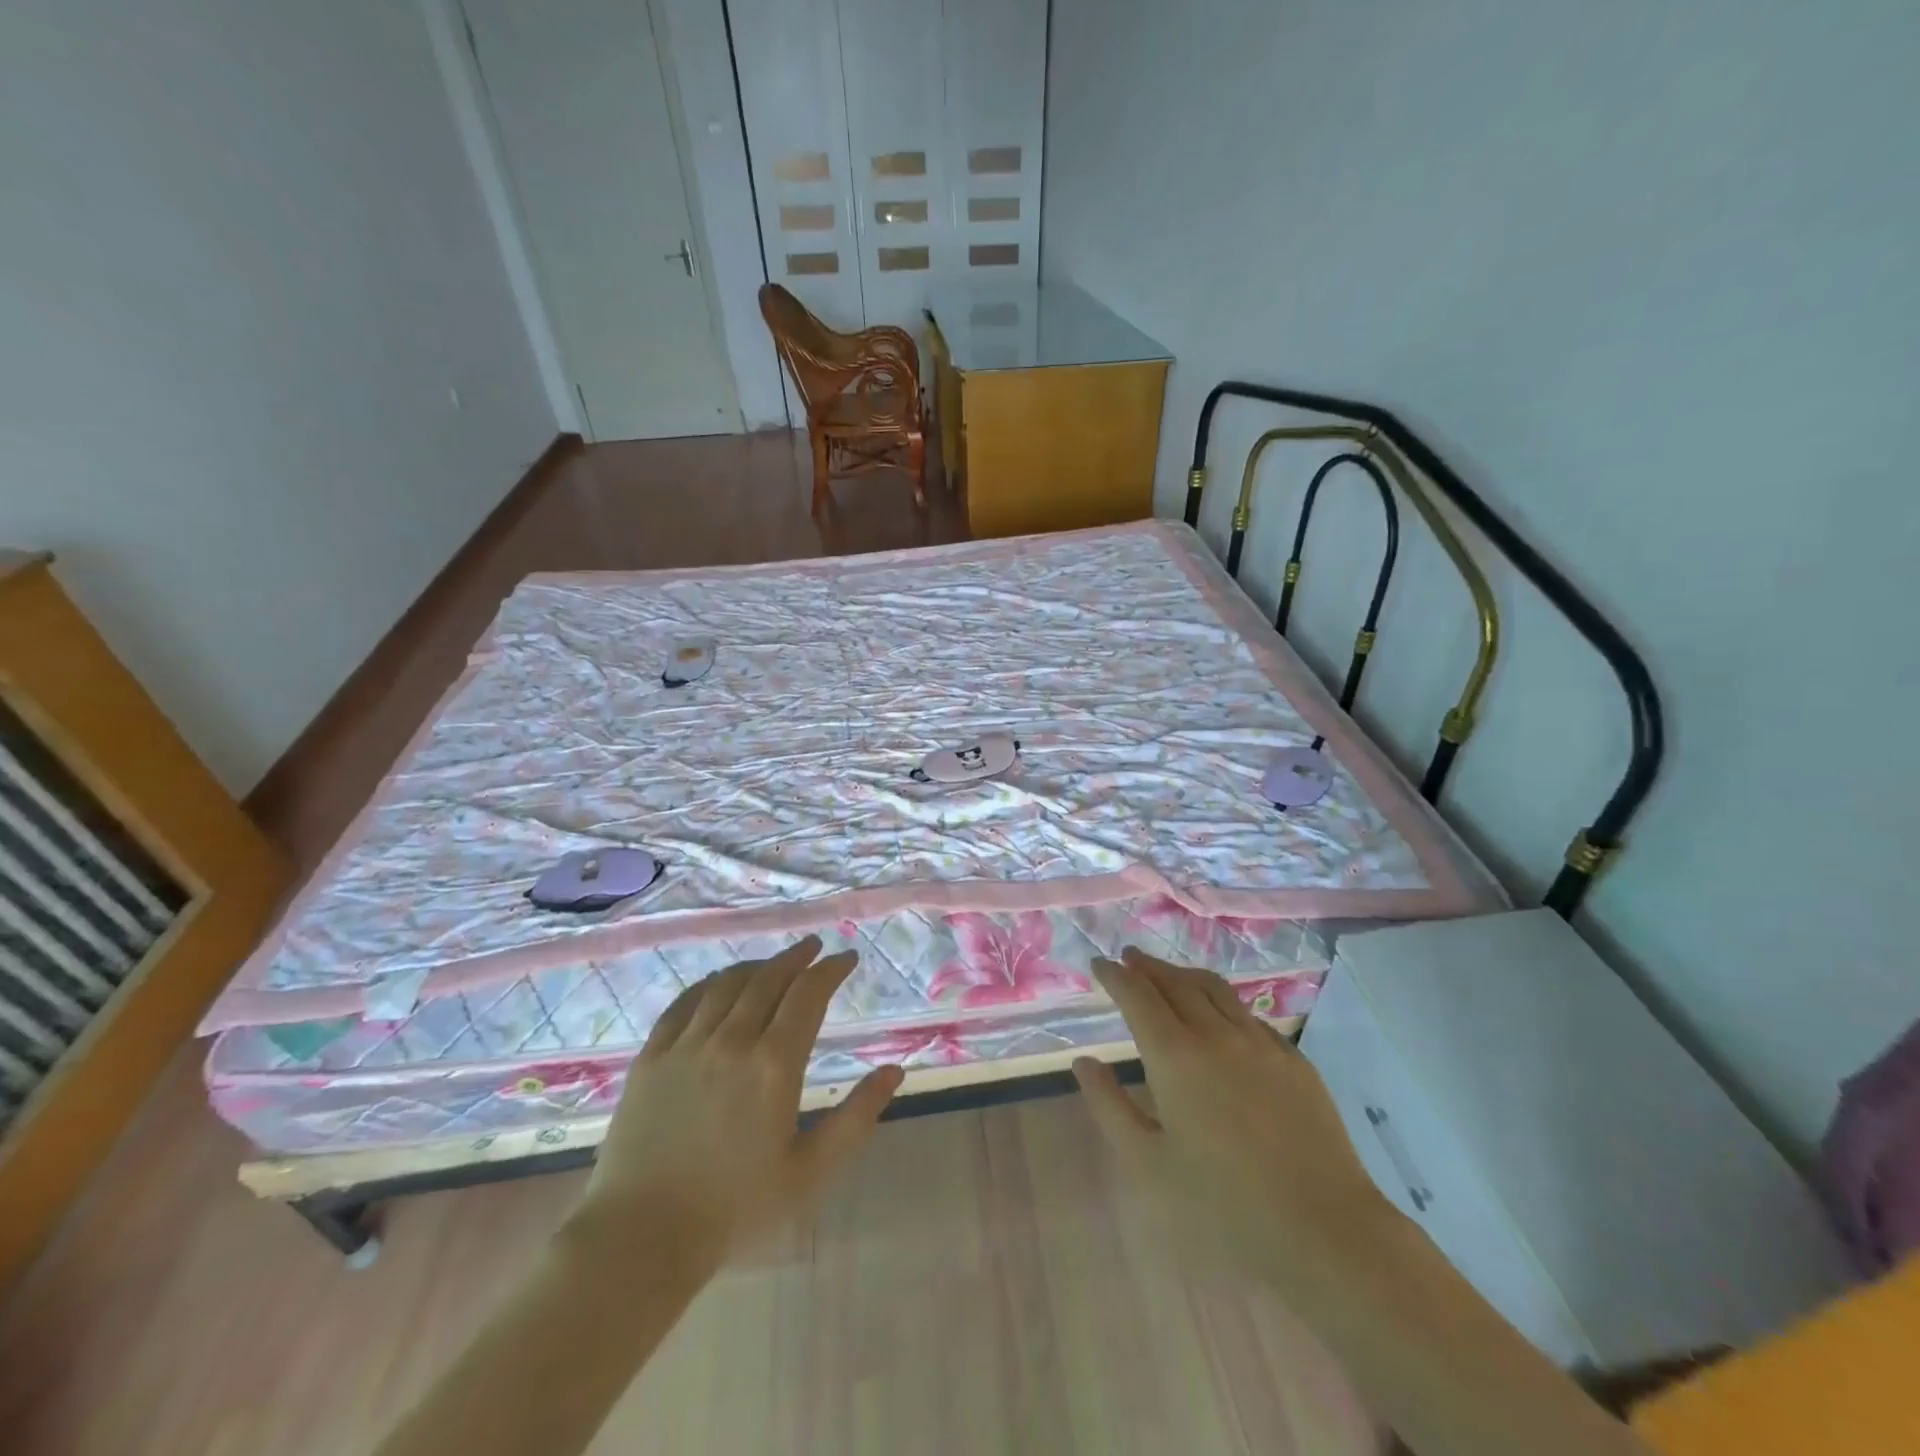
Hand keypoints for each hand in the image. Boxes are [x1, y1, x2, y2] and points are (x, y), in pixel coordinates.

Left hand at [565, 935, 902, 1274]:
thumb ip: (855, 1117)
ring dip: (757, 966)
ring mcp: (686, 1045)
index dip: (831, 970)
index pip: (808, 995)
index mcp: (774, 1065)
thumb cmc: (735, 1209)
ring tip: (775, 964)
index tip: (847, 958)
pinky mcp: (651, 1057)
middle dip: (797, 957)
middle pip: (769, 979)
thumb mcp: (810, 1172)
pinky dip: (709, 983)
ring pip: (728, 984)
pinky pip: (684, 1003)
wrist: (641, 1238)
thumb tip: (894, 1071)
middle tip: (815, 947)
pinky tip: (719, 982)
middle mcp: (732, 1041)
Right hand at [1073, 947, 1393, 1297]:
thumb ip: (1109, 1106)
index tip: (1099, 965)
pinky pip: (1248, 1015)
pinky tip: (1221, 1016)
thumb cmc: (1223, 1205)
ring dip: (1184, 975)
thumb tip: (1084, 1061)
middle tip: (1129, 958)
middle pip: (1175, 982)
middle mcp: (1216, 1033)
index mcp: (1175, 1055)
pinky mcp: (1294, 1059)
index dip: (1115, 976)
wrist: (1323, 1229)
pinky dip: (1222, 1002)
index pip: (1137, 995)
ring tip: (1169, 974)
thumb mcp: (1147, 1164)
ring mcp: (1260, 1042)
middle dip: (1147, 966)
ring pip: (1215, 989)